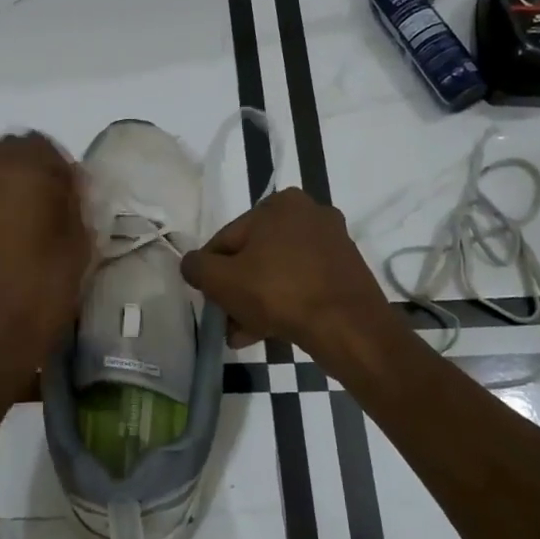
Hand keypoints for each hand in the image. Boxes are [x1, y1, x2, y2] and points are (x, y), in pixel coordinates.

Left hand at [0, 133, 90, 398]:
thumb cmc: (45, 294)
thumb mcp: (78, 248)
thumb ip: (74, 207)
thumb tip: (70, 182)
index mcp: (27, 176)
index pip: (41, 144)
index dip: (55, 163)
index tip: (66, 187)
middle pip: (3, 145)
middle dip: (21, 158)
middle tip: (37, 189)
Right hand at [179, 188, 389, 354]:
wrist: (347, 326)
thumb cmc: (278, 293)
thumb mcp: (221, 280)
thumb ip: (197, 267)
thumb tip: (192, 264)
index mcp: (279, 203)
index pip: (227, 238)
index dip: (212, 272)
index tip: (210, 300)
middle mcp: (309, 213)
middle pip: (255, 256)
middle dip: (237, 291)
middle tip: (227, 321)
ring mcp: (333, 242)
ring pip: (278, 273)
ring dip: (257, 302)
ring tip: (244, 335)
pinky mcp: (347, 270)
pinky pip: (303, 283)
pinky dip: (285, 303)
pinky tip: (270, 331)